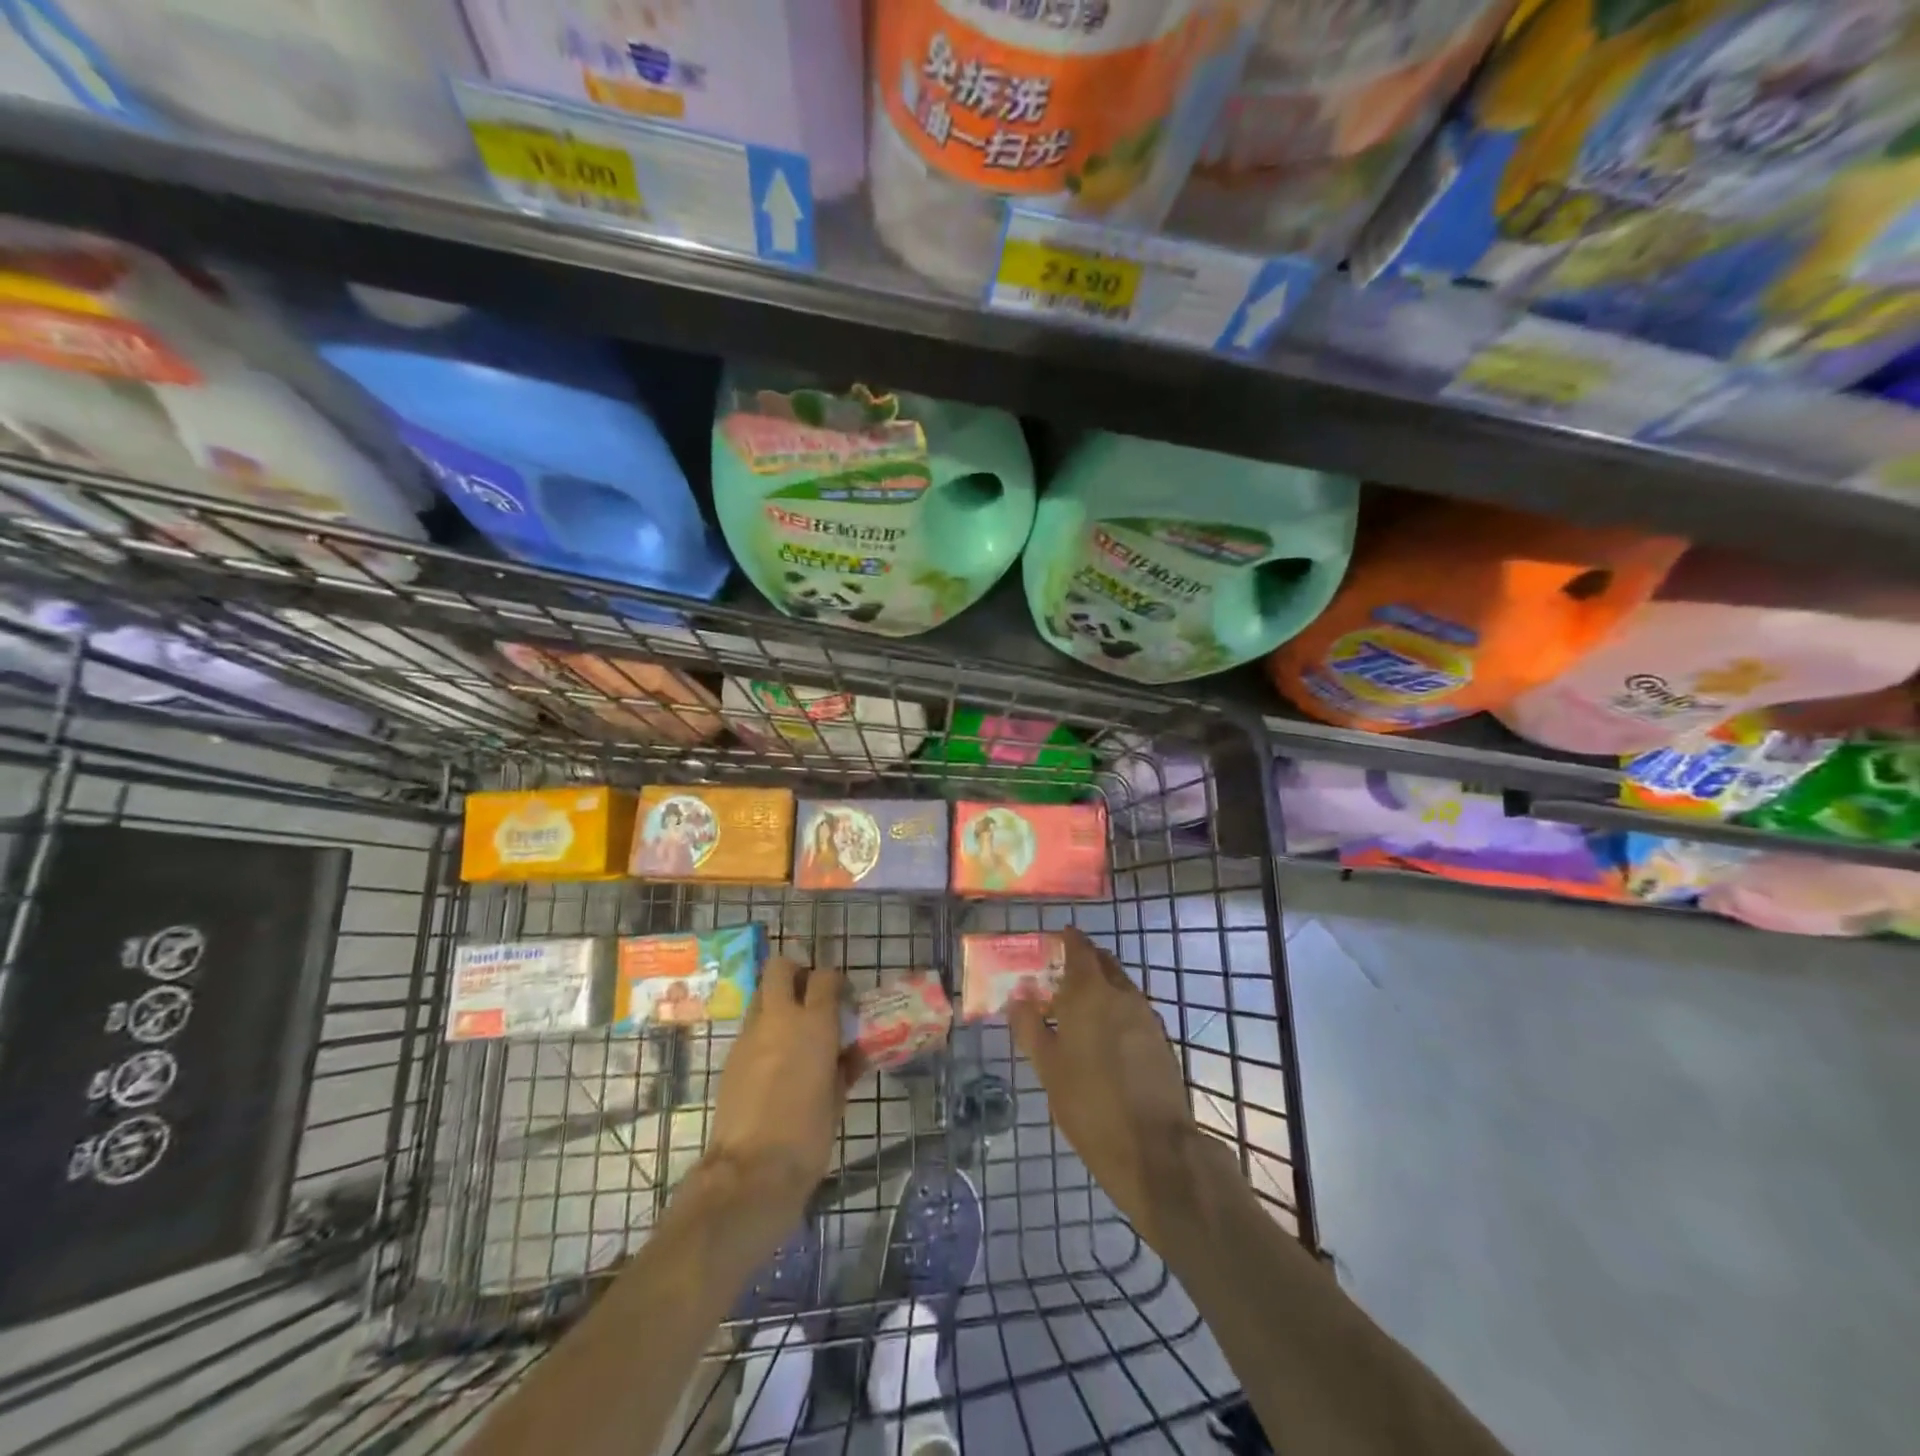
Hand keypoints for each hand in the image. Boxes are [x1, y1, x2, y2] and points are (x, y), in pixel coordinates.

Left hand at [703, 954, 858, 1214]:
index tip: (842, 996)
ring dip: (776, 1001)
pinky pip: (750, 1029)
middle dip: (794, 971)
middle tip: (808, 994)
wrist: (751, 1171)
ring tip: (791, 1030)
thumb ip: (843, 1067)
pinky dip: (763, 1034)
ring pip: (760, 996)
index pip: (825, 977)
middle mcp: (779, 1019)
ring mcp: (749, 1036)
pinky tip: (774, 1062)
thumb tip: (848, 1053)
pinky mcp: (730, 1058)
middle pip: (780, 968)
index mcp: (814, 1024)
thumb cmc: (808, 1135)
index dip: (834, 981)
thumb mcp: (837, 1099)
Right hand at [1009, 928, 1198, 1242]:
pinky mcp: (1160, 1039)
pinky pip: (1132, 1009)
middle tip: (1060, 973)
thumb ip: (1030, 1027)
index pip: (1079, 949)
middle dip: (1083, 961)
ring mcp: (1146, 1016)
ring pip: (1120, 986)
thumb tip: (1018, 998)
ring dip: (1100, 986)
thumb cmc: (1089, 1104)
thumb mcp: (1048, 1068)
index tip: (1053, 940)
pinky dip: (1115, 1008)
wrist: (1154, 1147)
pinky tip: (1102, 1034)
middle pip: (1102, 963)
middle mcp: (1122, 994)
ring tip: (1077, 1007)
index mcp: (1090, 993)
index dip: (1067, 940)